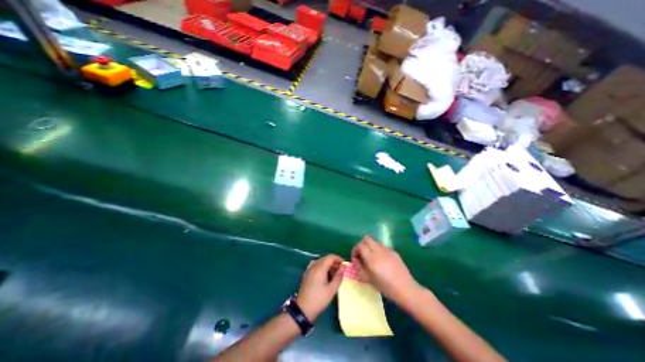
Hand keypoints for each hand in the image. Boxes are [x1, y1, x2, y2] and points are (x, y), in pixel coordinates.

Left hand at [298, 255, 346, 321]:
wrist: (303, 309)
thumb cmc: (319, 299)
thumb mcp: (332, 289)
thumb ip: (338, 276)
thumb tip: (343, 266)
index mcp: (320, 267)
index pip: (331, 257)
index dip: (339, 259)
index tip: (344, 266)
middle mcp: (314, 265)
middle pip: (326, 258)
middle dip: (334, 263)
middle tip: (341, 271)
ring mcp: (309, 269)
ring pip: (321, 262)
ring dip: (329, 265)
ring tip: (335, 275)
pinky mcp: (307, 273)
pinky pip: (317, 265)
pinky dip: (323, 268)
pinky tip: (326, 276)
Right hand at [351, 236, 421, 306]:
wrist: (406, 289)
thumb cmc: (386, 287)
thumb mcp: (368, 280)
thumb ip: (359, 267)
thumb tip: (355, 259)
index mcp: (372, 258)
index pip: (360, 245)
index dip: (355, 250)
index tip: (355, 258)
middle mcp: (379, 250)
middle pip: (366, 238)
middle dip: (362, 245)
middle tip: (362, 255)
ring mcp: (387, 250)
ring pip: (375, 241)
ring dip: (370, 247)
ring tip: (372, 258)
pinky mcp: (394, 252)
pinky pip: (383, 247)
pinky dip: (378, 250)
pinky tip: (382, 261)